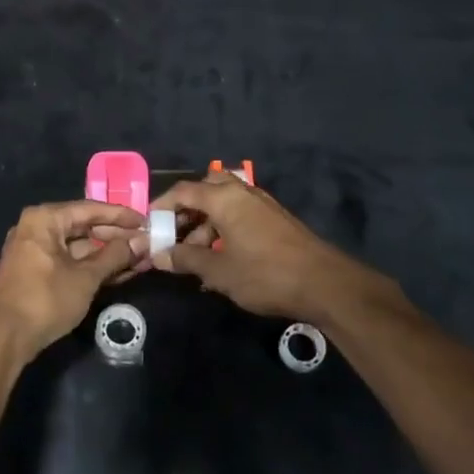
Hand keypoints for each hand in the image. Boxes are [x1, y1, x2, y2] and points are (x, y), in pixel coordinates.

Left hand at [0, 201, 146, 360]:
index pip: (90, 209)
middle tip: (146, 243)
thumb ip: (114, 257)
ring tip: (140, 260)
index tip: (145, 220)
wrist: (3, 338)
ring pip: (78, 247)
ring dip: (108, 254)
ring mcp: (35, 251)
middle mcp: (37, 228)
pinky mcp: (36, 272)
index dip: (120, 215)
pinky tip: (119, 273)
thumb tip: (141, 242)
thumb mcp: (85, 278)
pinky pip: (69, 261)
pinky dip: (92, 266)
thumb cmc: (45, 299)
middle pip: (84, 227)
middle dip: (116, 238)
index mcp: (45, 219)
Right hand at [150, 171, 395, 323]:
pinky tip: (220, 259)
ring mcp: (261, 204)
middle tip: (174, 235)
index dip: (162, 206)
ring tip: (195, 257)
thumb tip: (158, 255)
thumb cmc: (264, 274)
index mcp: (224, 198)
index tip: (150, 224)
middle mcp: (242, 192)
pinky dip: (224, 229)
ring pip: (223, 204)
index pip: (183, 191)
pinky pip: (239, 215)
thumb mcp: (218, 271)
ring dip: (205, 225)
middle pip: (205, 189)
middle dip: (186, 211)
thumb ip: (185, 259)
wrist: (324, 284)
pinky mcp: (275, 219)